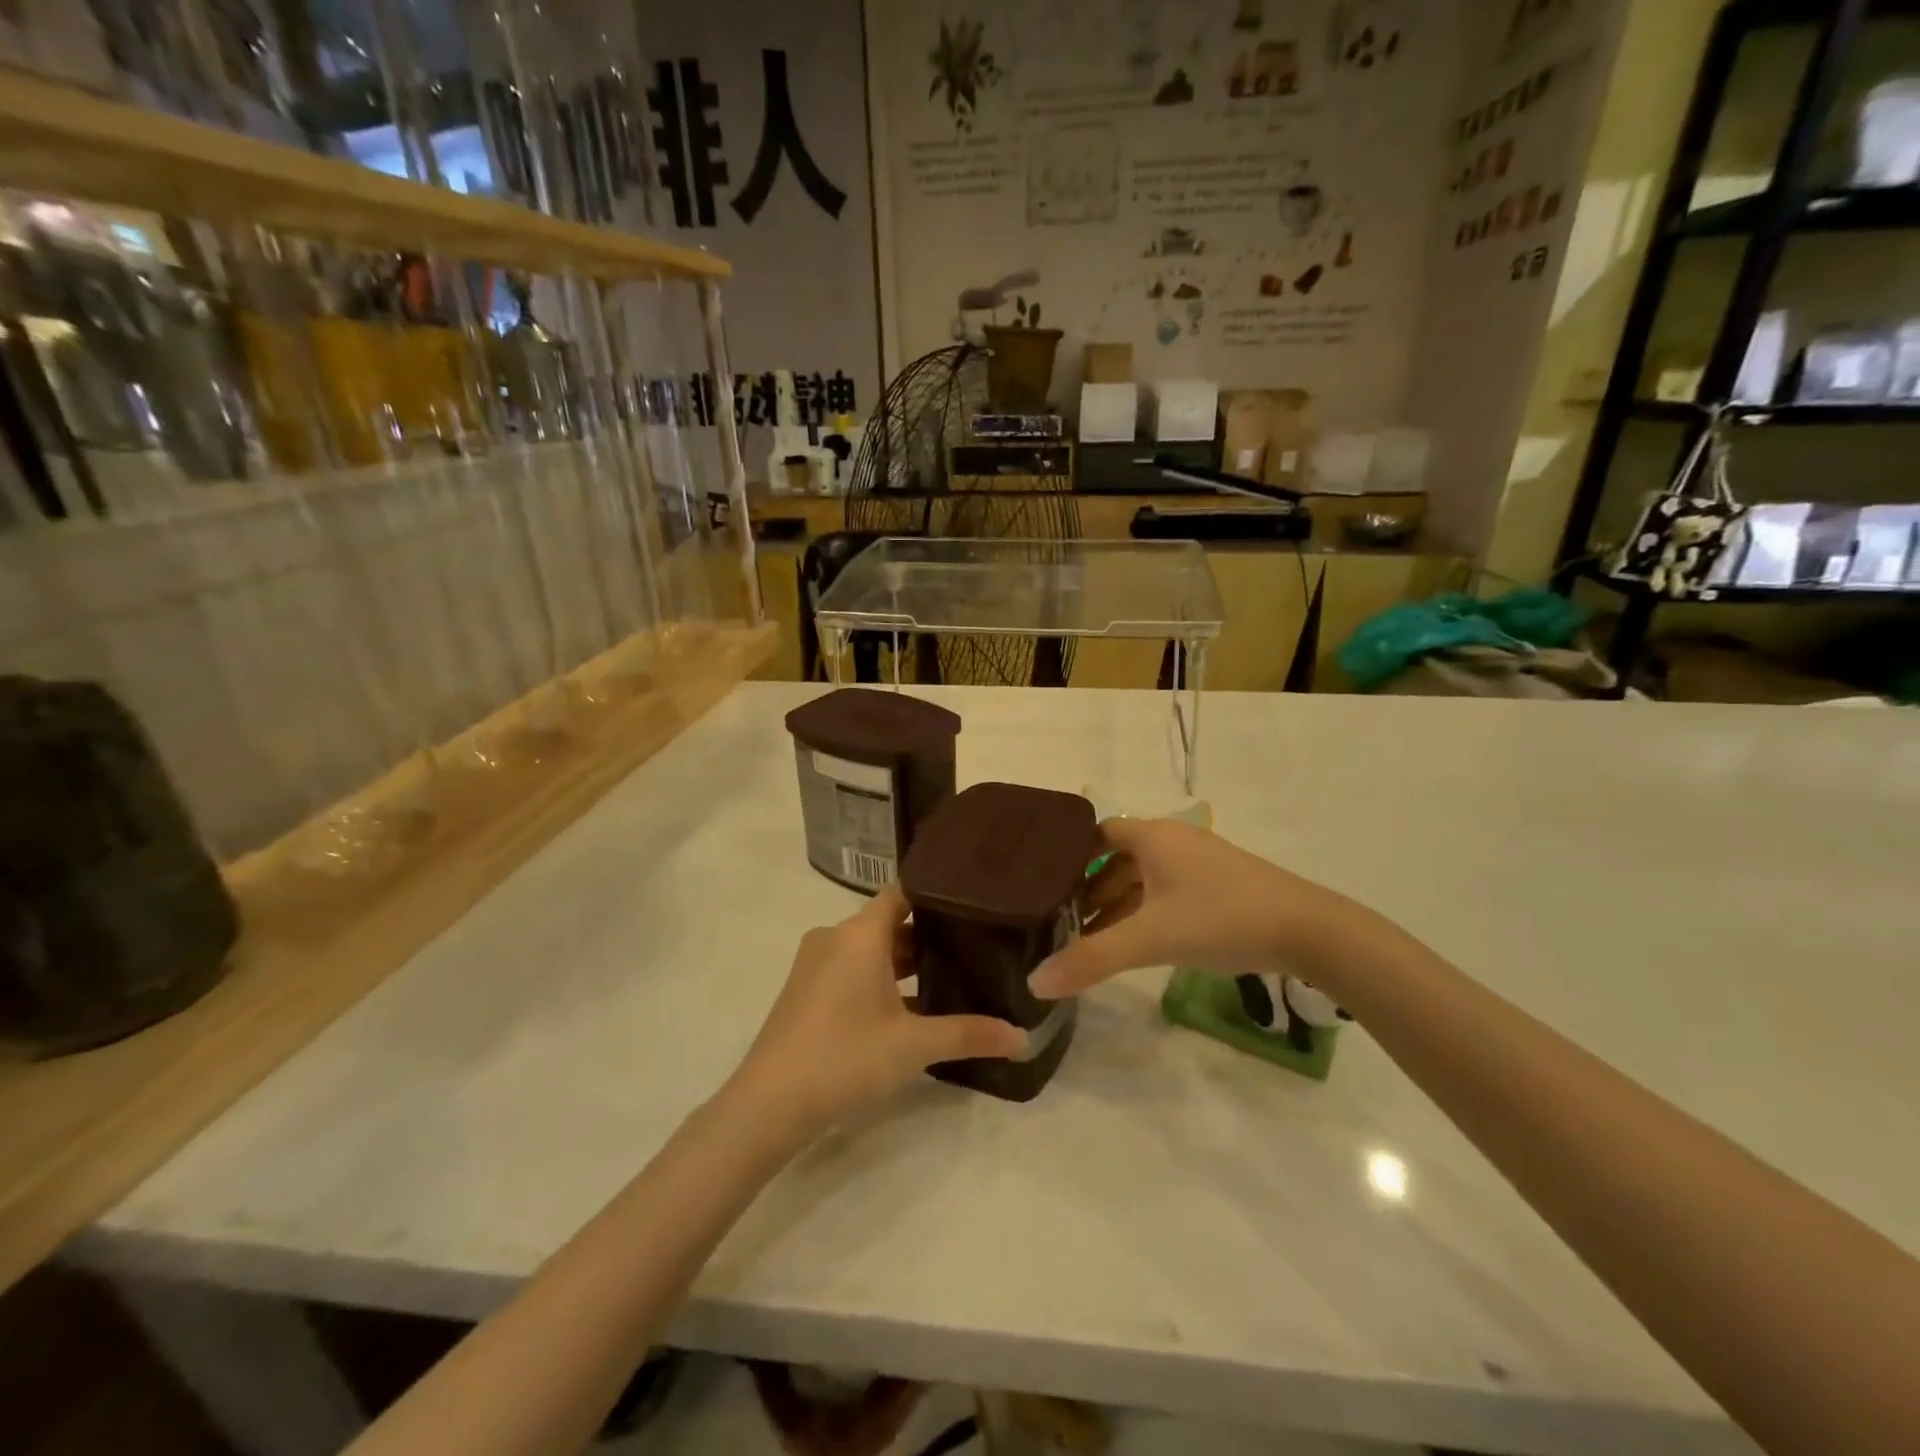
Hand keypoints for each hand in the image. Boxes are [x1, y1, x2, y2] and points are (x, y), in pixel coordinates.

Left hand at [730, 886, 1026, 1136]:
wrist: (767, 1105)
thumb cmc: (844, 1058)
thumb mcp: (913, 1046)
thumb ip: (969, 1035)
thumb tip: (1023, 1038)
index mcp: (858, 934)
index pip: (902, 893)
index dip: (936, 897)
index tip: (972, 908)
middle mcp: (834, 938)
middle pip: (887, 922)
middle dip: (926, 936)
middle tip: (972, 948)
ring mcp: (814, 964)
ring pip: (868, 948)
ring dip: (903, 962)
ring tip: (948, 978)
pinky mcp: (805, 990)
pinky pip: (850, 968)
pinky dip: (878, 979)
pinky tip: (908, 1009)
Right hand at [1029, 817, 1345, 998]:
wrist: (1308, 931)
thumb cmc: (1221, 918)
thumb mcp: (1150, 938)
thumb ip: (1092, 958)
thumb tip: (1035, 983)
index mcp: (1153, 836)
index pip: (1095, 833)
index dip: (1067, 856)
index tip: (1041, 885)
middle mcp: (1173, 840)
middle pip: (1116, 858)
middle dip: (1088, 889)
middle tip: (1059, 921)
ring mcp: (1199, 863)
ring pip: (1143, 878)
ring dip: (1116, 905)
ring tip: (1090, 939)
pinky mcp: (1219, 886)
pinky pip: (1166, 892)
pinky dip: (1144, 913)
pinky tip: (1137, 943)